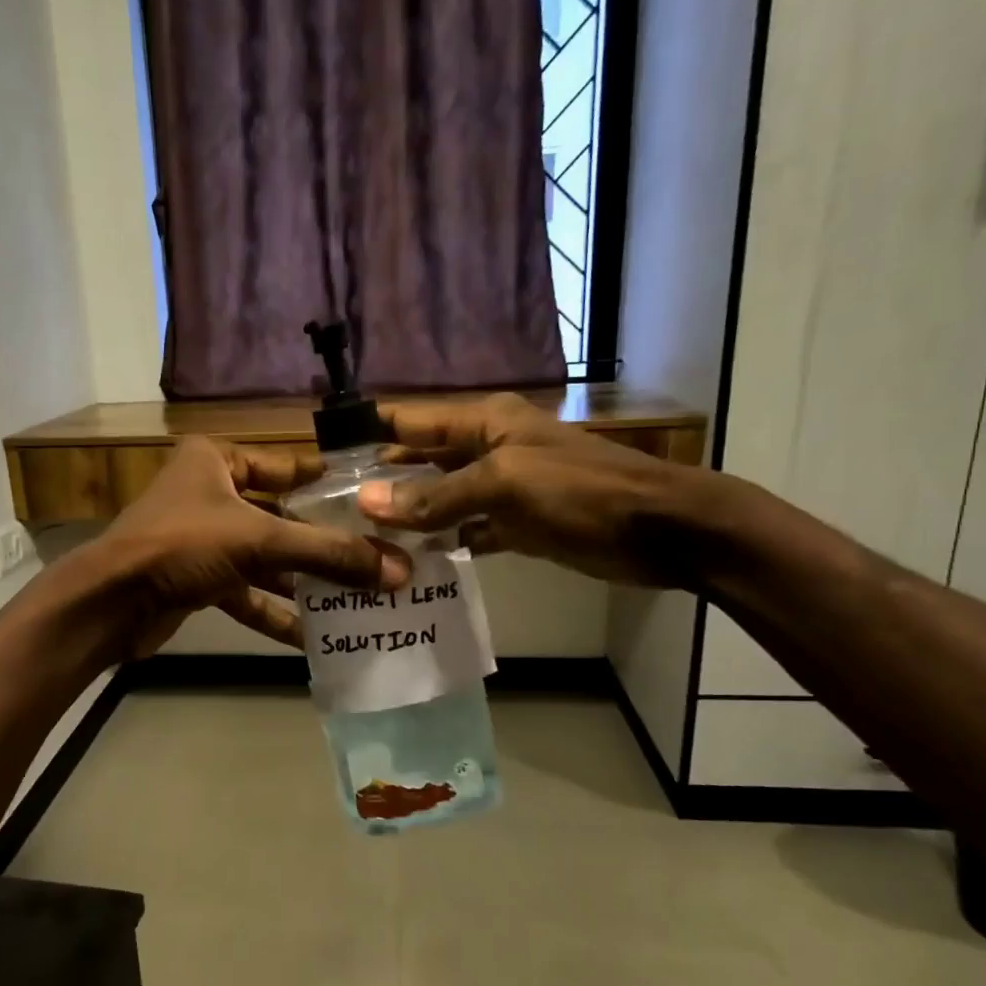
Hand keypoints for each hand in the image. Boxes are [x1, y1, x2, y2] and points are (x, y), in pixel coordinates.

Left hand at [96, 437, 409, 654]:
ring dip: (303, 583)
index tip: (373, 503)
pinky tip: (312, 638)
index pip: (286, 466)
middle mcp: (210, 493)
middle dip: (323, 543)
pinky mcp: (197, 580)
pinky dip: (274, 613)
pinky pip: (246, 592)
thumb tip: (398, 571)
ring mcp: (202, 539)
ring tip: (356, 601)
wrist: (109, 603)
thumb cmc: (182, 545)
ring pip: (265, 559)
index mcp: (217, 460)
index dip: (328, 485)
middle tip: (375, 559)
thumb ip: (328, 553)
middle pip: (280, 517)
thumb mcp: (260, 540)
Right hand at [355, 393, 706, 587]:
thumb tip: (366, 502)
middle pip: (421, 462)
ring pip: (442, 500)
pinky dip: (444, 544)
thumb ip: (435, 496)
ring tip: (360, 541)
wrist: (663, 531)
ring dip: (408, 518)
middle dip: (381, 483)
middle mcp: (487, 449)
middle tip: (331, 512)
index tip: (322, 457)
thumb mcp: (504, 485)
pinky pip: (468, 530)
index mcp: (483, 423)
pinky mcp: (518, 524)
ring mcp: (503, 489)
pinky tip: (412, 564)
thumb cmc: (582, 493)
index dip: (368, 434)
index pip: (410, 421)